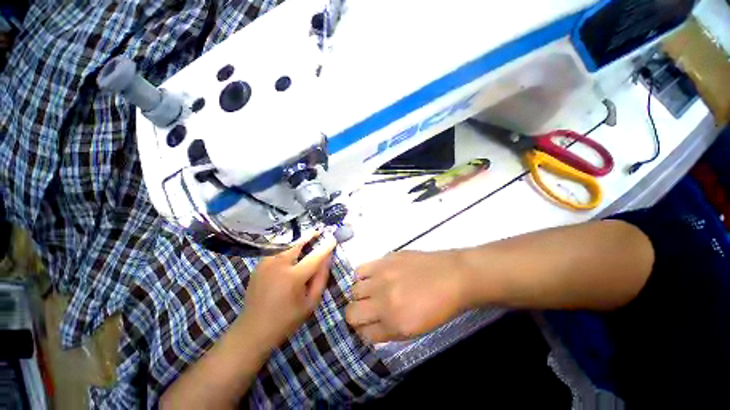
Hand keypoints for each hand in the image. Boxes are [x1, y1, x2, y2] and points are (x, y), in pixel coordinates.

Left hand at [235, 231, 336, 349]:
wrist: (253, 329)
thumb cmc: (286, 319)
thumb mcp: (310, 303)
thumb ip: (321, 279)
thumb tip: (327, 259)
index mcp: (293, 277)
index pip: (315, 257)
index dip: (326, 246)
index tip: (333, 238)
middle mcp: (278, 265)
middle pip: (297, 244)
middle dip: (309, 235)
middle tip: (318, 231)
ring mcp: (266, 263)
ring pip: (285, 244)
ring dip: (297, 239)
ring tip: (306, 238)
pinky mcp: (258, 265)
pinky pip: (275, 250)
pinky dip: (285, 246)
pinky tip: (291, 249)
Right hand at [345, 250, 466, 342]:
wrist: (453, 276)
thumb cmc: (439, 307)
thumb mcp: (416, 330)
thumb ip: (389, 331)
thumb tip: (370, 326)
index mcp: (395, 324)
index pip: (364, 334)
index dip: (364, 332)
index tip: (368, 326)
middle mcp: (384, 301)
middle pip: (351, 313)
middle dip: (356, 315)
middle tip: (367, 310)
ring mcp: (382, 277)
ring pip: (353, 290)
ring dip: (360, 294)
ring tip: (371, 291)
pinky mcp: (385, 259)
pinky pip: (361, 269)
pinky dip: (362, 276)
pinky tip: (373, 277)